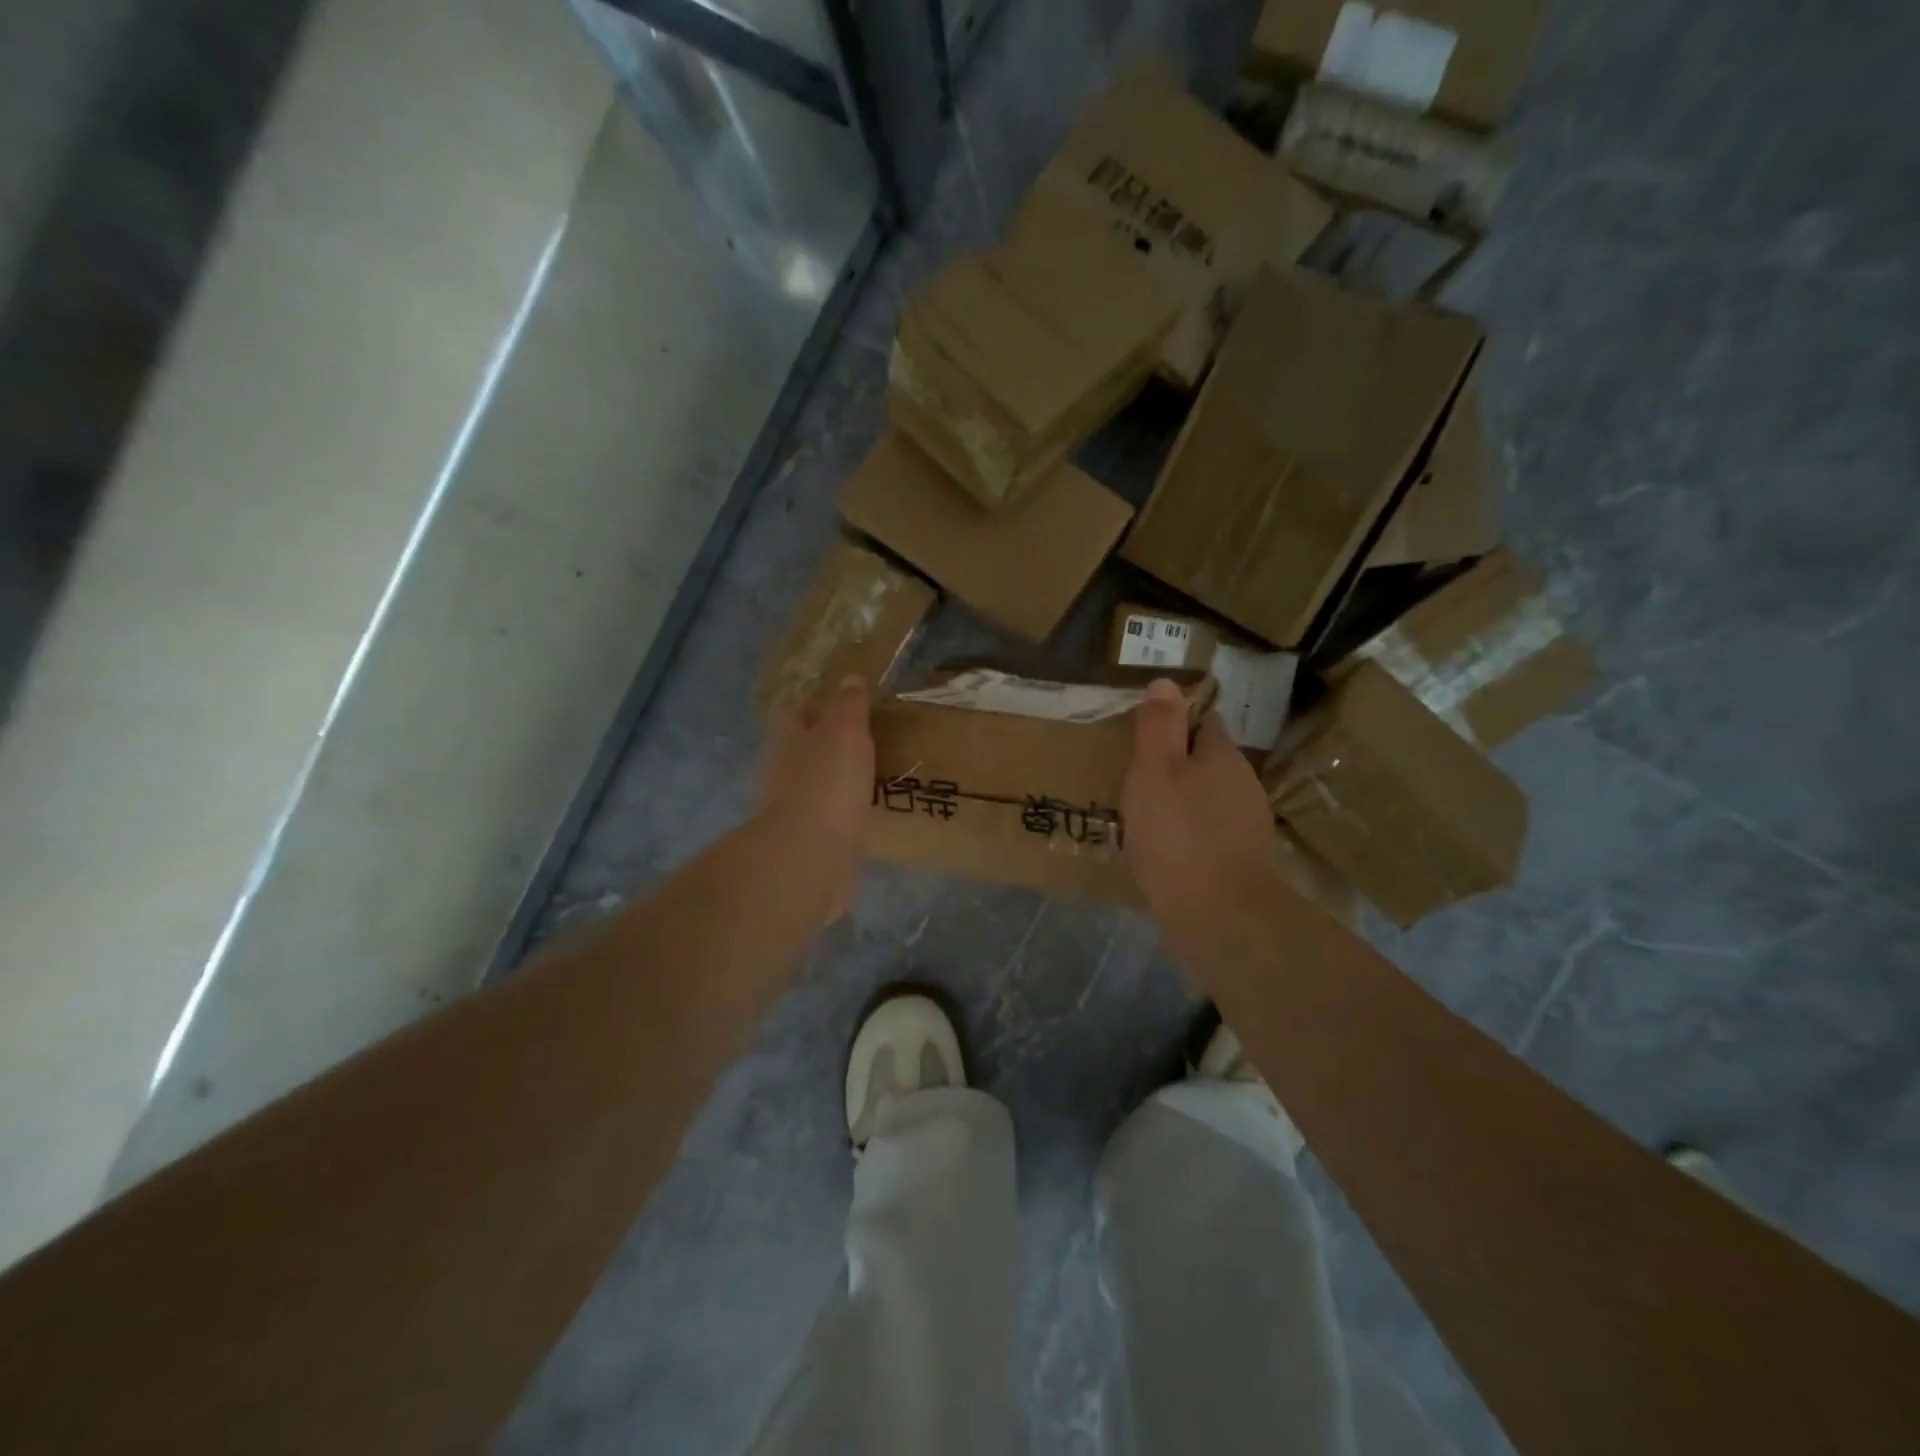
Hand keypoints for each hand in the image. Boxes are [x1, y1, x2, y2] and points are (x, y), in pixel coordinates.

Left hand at [762, 674, 874, 921]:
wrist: (810, 855)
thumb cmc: (827, 782)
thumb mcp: (845, 731)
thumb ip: (849, 705)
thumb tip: (849, 678)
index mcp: (787, 739)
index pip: (800, 712)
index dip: (823, 705)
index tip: (851, 704)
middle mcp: (783, 770)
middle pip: (807, 749)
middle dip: (831, 745)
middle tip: (869, 740)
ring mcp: (792, 808)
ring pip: (818, 784)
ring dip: (839, 780)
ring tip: (874, 775)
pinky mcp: (808, 840)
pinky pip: (830, 817)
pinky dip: (845, 812)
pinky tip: (868, 813)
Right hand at [1123, 678, 1278, 927]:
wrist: (1220, 916)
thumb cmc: (1179, 834)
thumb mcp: (1156, 771)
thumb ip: (1159, 727)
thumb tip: (1166, 682)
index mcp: (1223, 756)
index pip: (1203, 722)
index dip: (1174, 723)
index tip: (1143, 735)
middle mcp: (1243, 785)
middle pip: (1206, 762)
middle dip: (1176, 766)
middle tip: (1134, 777)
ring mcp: (1246, 827)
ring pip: (1208, 800)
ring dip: (1181, 803)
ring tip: (1142, 815)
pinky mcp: (1240, 863)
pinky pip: (1207, 835)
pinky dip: (1186, 836)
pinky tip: (1163, 851)